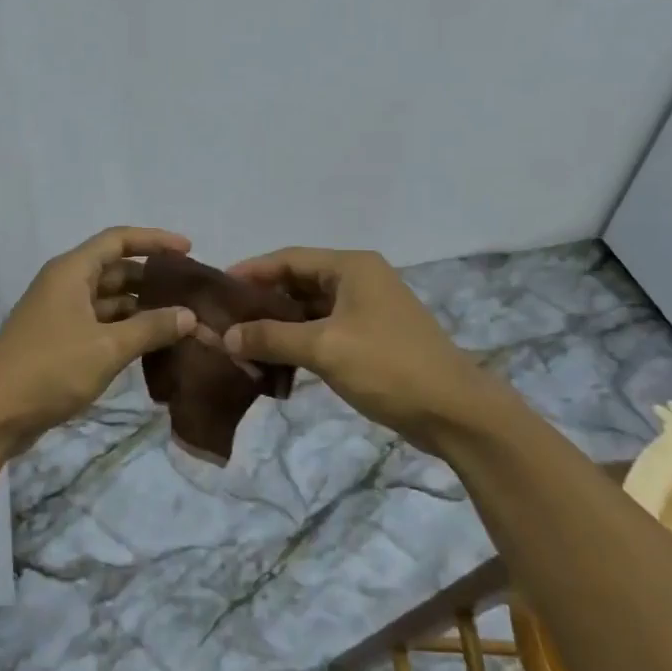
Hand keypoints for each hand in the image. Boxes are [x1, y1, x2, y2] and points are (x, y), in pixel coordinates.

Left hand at [0, 226, 197, 448]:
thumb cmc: (49, 369)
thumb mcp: (107, 347)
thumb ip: (151, 328)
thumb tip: (189, 315)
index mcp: (72, 272)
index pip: (118, 240)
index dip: (154, 241)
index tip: (189, 250)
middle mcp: (65, 285)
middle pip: (116, 270)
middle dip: (153, 279)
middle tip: (192, 293)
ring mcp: (61, 315)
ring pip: (110, 301)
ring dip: (142, 308)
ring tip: (182, 321)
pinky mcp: (60, 343)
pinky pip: (101, 325)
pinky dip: (126, 330)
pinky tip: (153, 345)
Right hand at [223, 247, 499, 442]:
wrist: (455, 412)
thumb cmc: (388, 366)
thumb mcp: (324, 348)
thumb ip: (272, 337)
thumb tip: (226, 336)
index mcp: (351, 267)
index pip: (288, 258)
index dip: (251, 271)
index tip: (216, 289)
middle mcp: (358, 280)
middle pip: (297, 282)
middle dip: (261, 302)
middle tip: (224, 321)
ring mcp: (366, 310)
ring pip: (308, 310)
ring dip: (277, 326)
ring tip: (241, 343)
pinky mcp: (369, 338)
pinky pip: (322, 331)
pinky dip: (297, 343)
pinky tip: (273, 362)